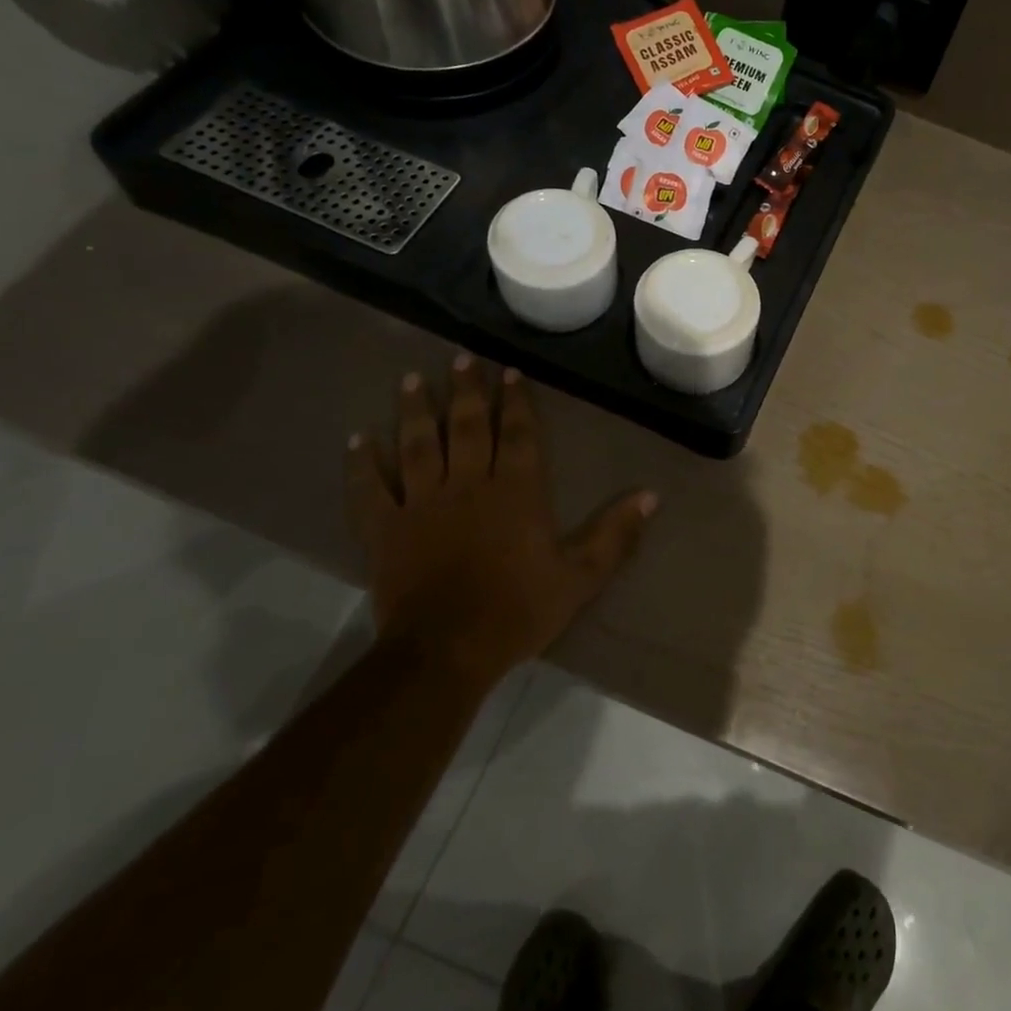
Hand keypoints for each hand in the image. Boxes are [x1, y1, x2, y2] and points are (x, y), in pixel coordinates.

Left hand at [345, 354, 656, 676]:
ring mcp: (422, 504)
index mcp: (516, 492)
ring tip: (413, 379)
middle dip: (466, 391)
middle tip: (462, 358)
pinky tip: (359, 439)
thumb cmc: (518, 610)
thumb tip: (651, 495)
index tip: (510, 372)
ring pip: (418, 445)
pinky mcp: (385, 529)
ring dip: (416, 411)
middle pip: (466, 427)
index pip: (518, 434)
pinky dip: (363, 463)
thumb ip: (614, 534)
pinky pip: (370, 489)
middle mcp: (468, 485)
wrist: (447, 651)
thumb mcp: (580, 576)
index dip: (516, 401)